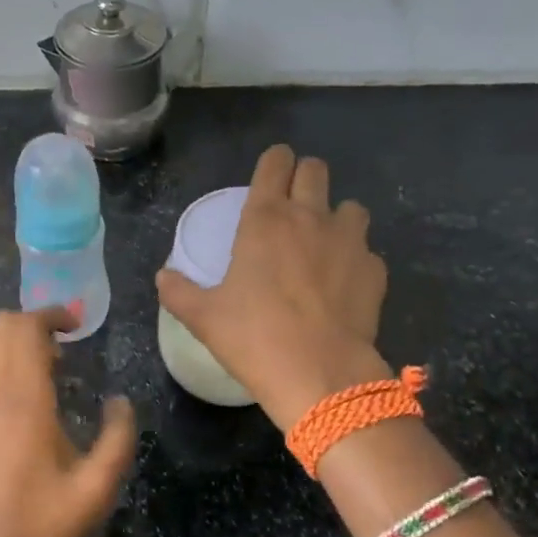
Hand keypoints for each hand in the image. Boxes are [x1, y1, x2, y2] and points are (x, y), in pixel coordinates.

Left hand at [0, 307, 136, 536]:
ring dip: (9, 339)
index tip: (77, 324)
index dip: (52, 314)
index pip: (26, 328)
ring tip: (40, 366)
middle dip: (32, 322)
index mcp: (24, 399)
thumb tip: (121, 402)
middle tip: (64, 346)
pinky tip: (18, 394)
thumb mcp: (95, 488)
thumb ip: (117, 439)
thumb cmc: (39, 522)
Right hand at [157, 144, 392, 429]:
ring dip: (335, 217)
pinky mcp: (375, 270)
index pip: (275, 163)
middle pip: (315, 169)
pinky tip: (342, 285)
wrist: (320, 374)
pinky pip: (366, 250)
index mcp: (265, 219)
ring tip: (322, 245)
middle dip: (303, 178)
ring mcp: (349, 241)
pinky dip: (354, 259)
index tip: (269, 174)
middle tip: (291, 206)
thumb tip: (163, 277)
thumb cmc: (254, 338)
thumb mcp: (204, 318)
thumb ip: (179, 292)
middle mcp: (311, 217)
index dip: (273, 162)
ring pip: (350, 206)